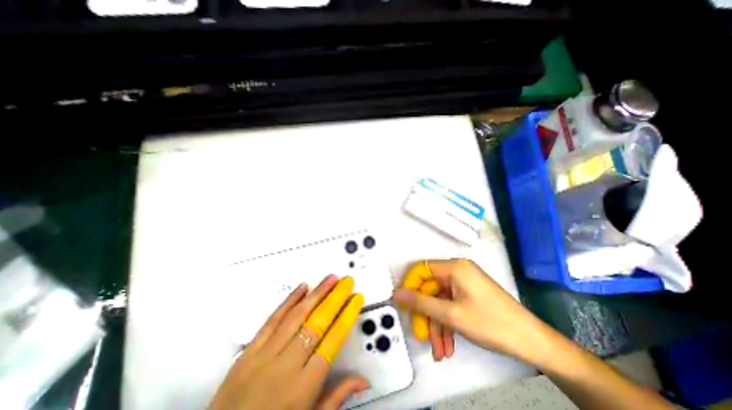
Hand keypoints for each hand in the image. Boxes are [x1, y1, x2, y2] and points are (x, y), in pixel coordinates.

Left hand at [211, 275, 371, 409]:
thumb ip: (337, 397)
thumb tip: (364, 380)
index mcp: (304, 387)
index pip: (333, 341)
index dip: (347, 316)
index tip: (356, 299)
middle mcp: (286, 366)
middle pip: (316, 323)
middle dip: (335, 298)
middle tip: (347, 281)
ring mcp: (264, 356)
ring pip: (296, 316)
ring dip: (316, 293)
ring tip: (331, 278)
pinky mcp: (249, 351)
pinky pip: (272, 320)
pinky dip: (289, 301)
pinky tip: (302, 287)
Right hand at [395, 260, 548, 364]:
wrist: (532, 342)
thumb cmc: (490, 323)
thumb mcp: (450, 314)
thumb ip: (420, 303)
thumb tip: (397, 294)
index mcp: (454, 267)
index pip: (422, 269)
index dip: (410, 285)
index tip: (404, 305)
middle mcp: (458, 271)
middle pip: (431, 289)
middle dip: (426, 314)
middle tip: (422, 336)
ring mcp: (464, 284)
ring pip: (440, 301)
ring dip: (437, 325)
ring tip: (439, 350)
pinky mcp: (469, 295)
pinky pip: (451, 306)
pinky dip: (447, 324)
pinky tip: (448, 346)